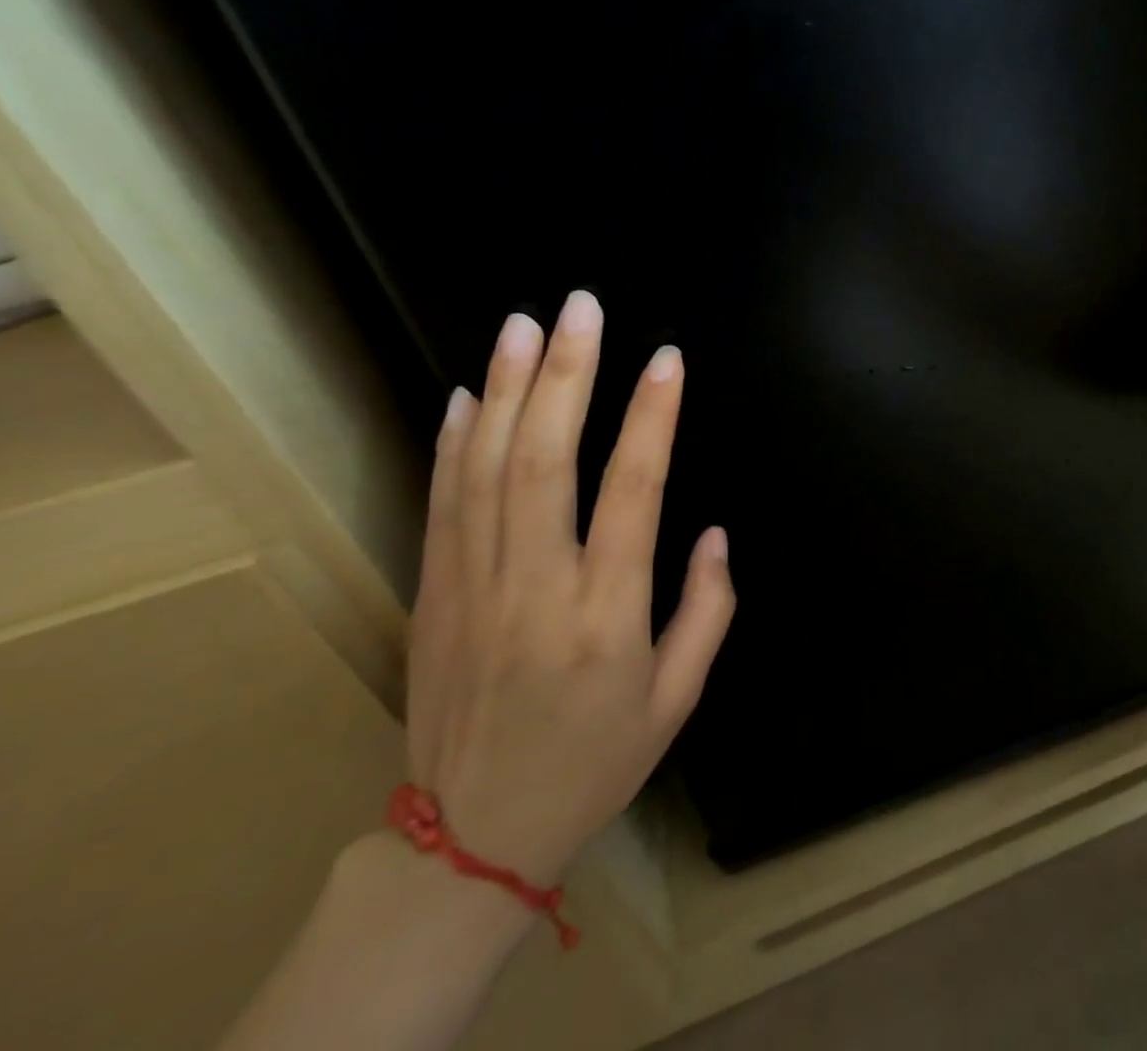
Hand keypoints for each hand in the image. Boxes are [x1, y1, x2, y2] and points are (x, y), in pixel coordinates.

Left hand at [405, 292, 734, 882]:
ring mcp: (473, 587)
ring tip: (526, 325)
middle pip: (546, 462)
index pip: (634, 492)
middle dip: (567, 376)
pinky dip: (454, 442)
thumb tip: (712, 532)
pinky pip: (442, 504)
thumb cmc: (594, 761)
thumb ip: (707, 610)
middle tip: (581, 308)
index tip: (667, 359)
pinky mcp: (434, 594)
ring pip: (487, 469)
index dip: (652, 418)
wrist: (470, 838)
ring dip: (510, 390)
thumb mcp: (677, 700)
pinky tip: (471, 393)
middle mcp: (536, 588)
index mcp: (605, 615)